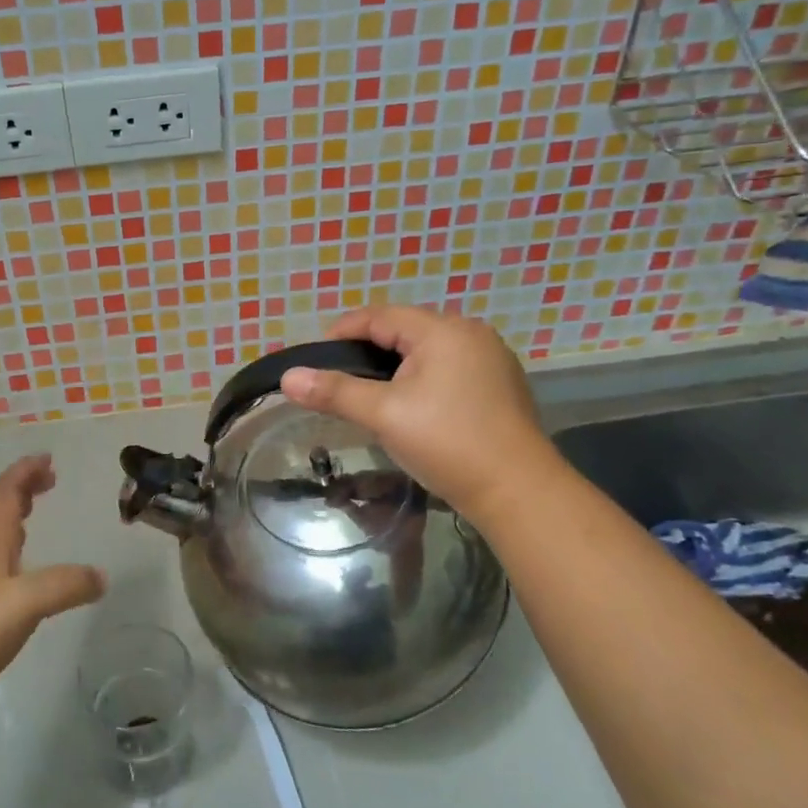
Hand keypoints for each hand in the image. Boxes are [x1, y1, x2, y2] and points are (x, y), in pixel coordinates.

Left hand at [0, 454, 104, 720]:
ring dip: (12, 511)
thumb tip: (102, 576)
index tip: (47, 458)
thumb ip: (66, 585)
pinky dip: (8, 542)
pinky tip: (18, 563)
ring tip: (33, 508)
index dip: (25, 471)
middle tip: (47, 478)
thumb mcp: (28, 602)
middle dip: (21, 486)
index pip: (6, 490)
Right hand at [278, 305, 557, 519]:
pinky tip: (411, 405)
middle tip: (339, 378)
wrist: (519, 491)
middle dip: (368, 349)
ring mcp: (491, 359)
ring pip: (427, 350)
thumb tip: (288, 377)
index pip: (380, 316)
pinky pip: (449, 367)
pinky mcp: (500, 384)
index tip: (316, 357)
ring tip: (369, 392)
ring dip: (395, 365)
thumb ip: (335, 391)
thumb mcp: (383, 414)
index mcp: (442, 330)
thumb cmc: (447, 443)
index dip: (343, 331)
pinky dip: (422, 377)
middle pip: (405, 329)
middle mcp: (470, 333)